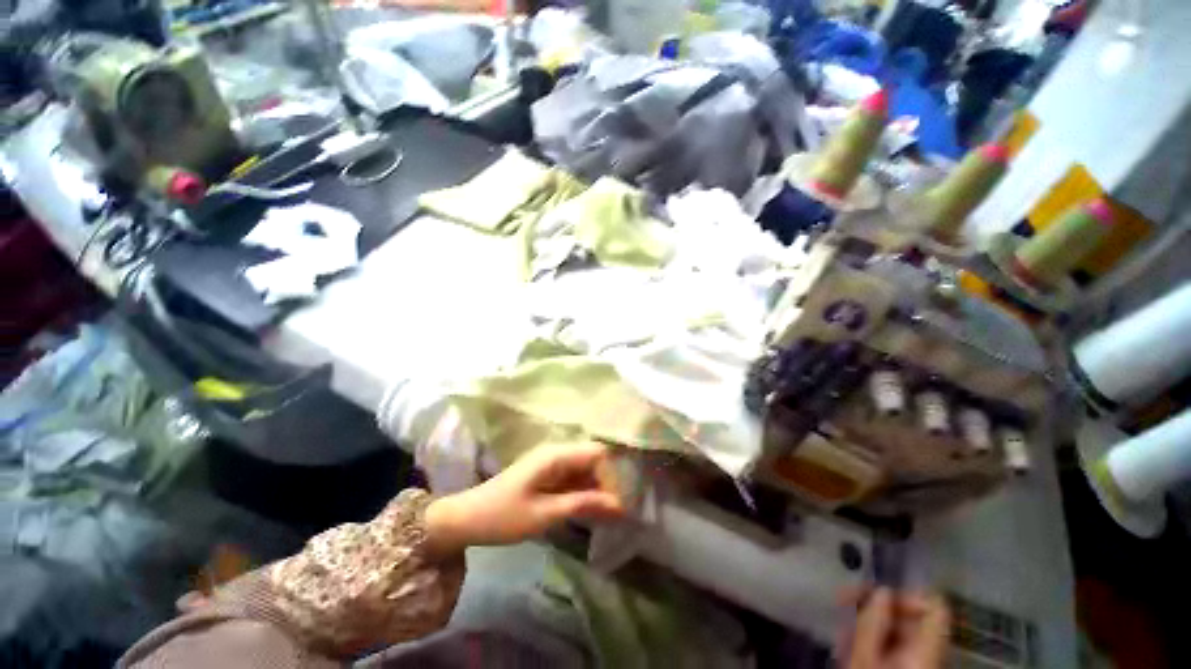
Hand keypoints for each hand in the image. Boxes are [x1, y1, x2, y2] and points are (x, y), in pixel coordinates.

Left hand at [423, 443, 625, 558]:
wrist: (466, 519)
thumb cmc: (503, 516)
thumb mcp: (544, 514)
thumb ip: (582, 505)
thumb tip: (619, 504)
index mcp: (556, 455)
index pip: (597, 454)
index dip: (611, 475)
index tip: (619, 503)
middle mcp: (556, 453)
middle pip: (592, 460)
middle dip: (606, 484)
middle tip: (614, 515)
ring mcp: (551, 463)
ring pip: (584, 470)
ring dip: (595, 490)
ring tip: (605, 517)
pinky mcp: (546, 474)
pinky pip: (572, 478)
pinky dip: (582, 493)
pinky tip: (587, 512)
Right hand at [842, 588, 949, 668]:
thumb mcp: (863, 660)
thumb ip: (873, 623)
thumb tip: (881, 590)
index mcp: (926, 651)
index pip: (934, 607)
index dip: (907, 594)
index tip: (874, 593)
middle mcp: (929, 655)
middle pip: (912, 617)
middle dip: (876, 607)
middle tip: (843, 603)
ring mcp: (917, 663)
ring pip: (899, 632)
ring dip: (868, 624)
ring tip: (841, 631)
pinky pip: (892, 647)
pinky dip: (871, 640)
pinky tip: (849, 647)